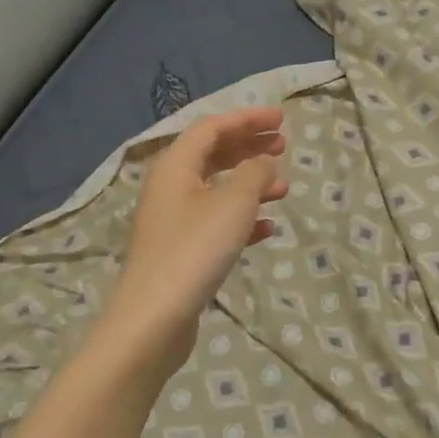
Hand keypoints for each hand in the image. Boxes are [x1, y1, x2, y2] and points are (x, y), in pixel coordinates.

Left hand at [101, 106, 287, 372]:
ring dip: (250, 184)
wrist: (155, 318)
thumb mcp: (233, 203)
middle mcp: (170, 187)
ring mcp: (174, 221)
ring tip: (283, 190)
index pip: (212, 127)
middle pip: (212, 155)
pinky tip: (266, 229)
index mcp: (176, 166)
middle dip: (249, 147)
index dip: (247, 119)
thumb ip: (254, 173)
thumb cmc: (195, 249)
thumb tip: (263, 161)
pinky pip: (216, 222)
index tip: (282, 120)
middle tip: (283, 147)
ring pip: (217, 189)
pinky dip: (242, 219)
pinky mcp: (181, 251)